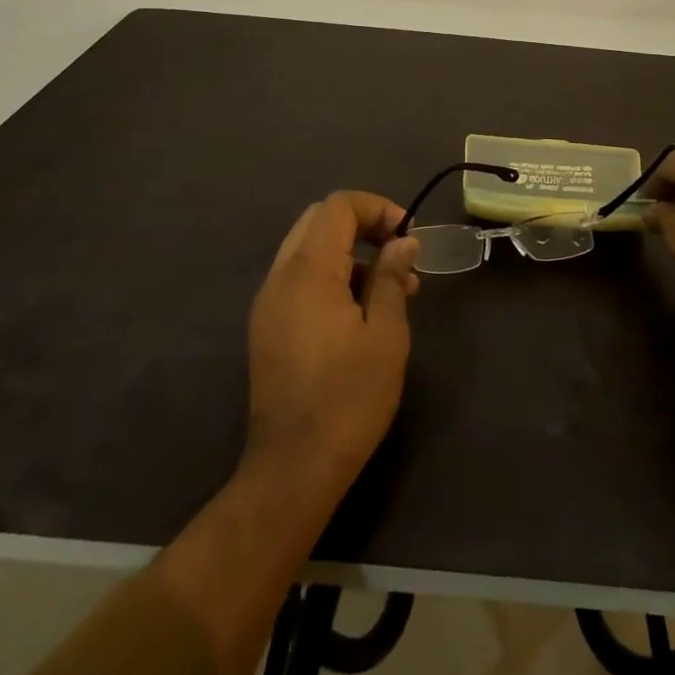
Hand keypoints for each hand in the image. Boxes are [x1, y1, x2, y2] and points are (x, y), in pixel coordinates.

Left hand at [245, 191, 419, 500]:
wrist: (293, 467)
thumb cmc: (349, 398)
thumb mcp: (385, 334)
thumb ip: (391, 278)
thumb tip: (403, 242)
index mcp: (309, 271)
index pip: (338, 207)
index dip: (376, 208)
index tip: (407, 234)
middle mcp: (281, 276)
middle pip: (318, 220)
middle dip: (362, 224)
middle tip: (398, 252)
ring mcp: (268, 301)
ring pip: (307, 248)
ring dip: (348, 252)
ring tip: (391, 287)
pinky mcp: (266, 325)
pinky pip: (299, 278)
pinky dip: (330, 275)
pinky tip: (361, 310)